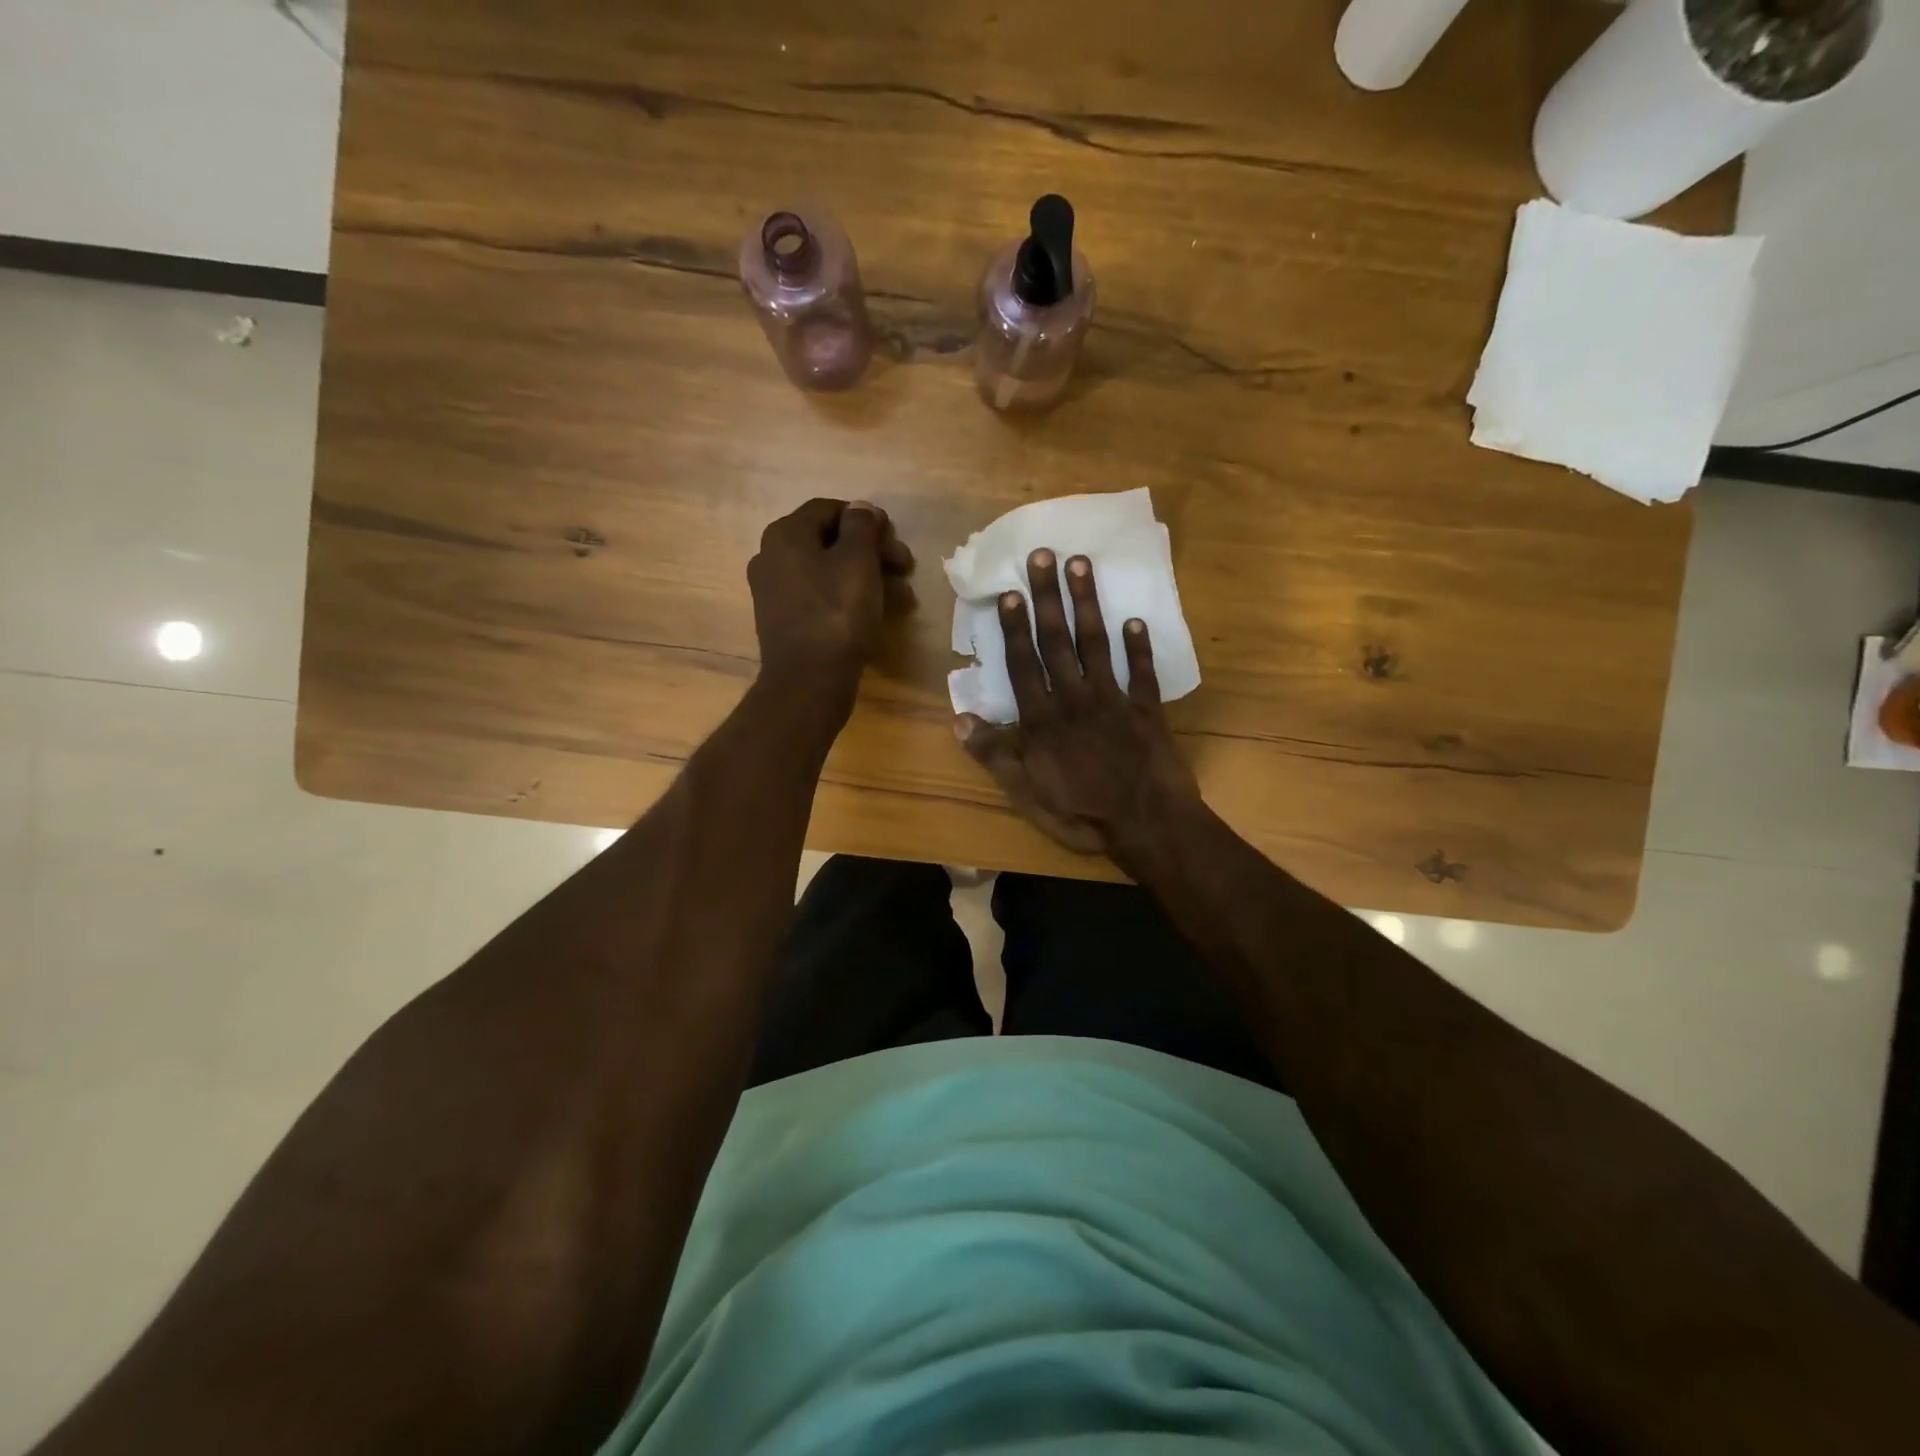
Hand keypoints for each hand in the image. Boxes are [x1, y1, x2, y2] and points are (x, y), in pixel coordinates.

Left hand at [749, 498, 913, 700]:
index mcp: (785, 534)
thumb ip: (862, 526)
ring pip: (828, 572)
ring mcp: (774, 591)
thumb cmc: (837, 614)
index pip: (831, 510)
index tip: (896, 541)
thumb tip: (861, 509)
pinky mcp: (783, 620)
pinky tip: (876, 614)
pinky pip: (820, 597)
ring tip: (901, 598)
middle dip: (872, 552)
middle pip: (830, 541)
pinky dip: (847, 599)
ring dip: (867, 578)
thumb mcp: (858, 561)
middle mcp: (771, 556)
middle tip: (904, 569)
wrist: (809, 681)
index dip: (868, 520)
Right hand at [955, 549, 1199, 862]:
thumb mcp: (1026, 796)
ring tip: (1081, 565)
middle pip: (1057, 642)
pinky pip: (1142, 672)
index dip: (1016, 628)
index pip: (1024, 665)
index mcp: (1043, 721)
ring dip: (1087, 604)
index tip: (1011, 592)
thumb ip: (995, 756)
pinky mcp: (1147, 711)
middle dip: (1048, 597)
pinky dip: (1139, 646)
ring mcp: (1114, 702)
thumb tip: (960, 718)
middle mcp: (1075, 700)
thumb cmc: (1082, 815)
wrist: (1148, 826)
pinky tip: (1134, 619)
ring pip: (1096, 644)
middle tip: (1043, 554)